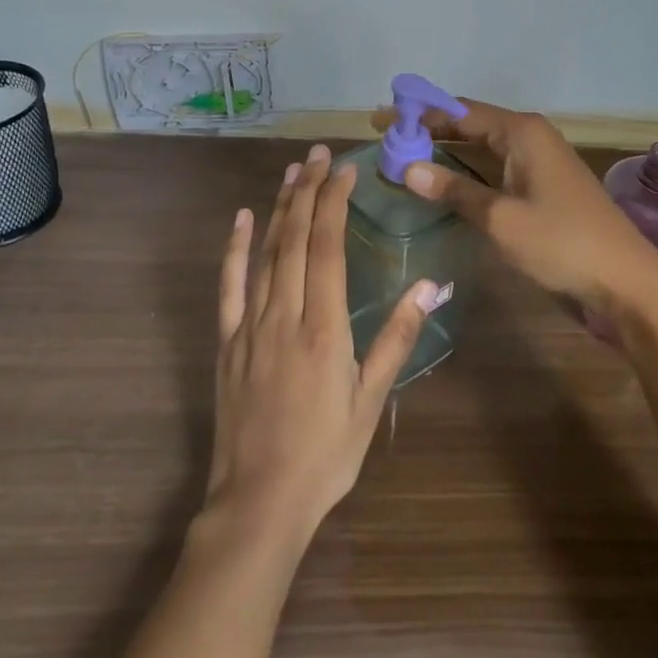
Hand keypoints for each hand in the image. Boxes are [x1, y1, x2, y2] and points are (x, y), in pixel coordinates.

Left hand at [205, 144, 440, 543]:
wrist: (258, 503)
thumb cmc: (325, 454)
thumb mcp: (371, 400)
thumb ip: (398, 338)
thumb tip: (430, 286)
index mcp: (324, 327)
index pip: (327, 247)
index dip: (335, 202)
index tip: (345, 170)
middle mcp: (285, 315)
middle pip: (296, 238)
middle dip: (310, 190)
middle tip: (320, 154)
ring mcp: (250, 325)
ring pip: (266, 253)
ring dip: (280, 207)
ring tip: (294, 171)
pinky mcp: (227, 342)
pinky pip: (229, 285)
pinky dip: (235, 248)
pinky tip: (242, 218)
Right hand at [372, 97, 657, 315]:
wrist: (626, 283)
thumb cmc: (562, 243)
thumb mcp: (500, 219)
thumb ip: (454, 190)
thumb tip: (407, 168)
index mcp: (521, 132)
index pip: (458, 111)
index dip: (417, 113)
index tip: (380, 118)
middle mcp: (529, 138)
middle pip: (469, 124)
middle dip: (428, 130)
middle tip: (385, 138)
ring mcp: (538, 163)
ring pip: (481, 148)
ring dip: (445, 151)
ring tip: (404, 157)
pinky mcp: (542, 188)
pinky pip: (494, 169)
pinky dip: (466, 172)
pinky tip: (444, 183)